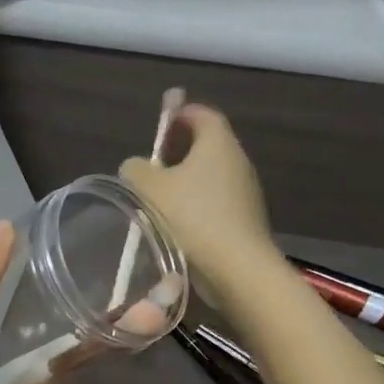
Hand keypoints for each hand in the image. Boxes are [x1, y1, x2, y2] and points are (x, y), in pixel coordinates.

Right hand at [121, 104, 277, 298]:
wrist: (237, 268)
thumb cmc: (192, 217)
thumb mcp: (149, 188)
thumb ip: (136, 169)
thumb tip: (137, 167)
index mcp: (218, 143)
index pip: (202, 114)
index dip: (180, 114)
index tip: (160, 125)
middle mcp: (238, 161)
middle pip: (208, 144)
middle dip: (181, 149)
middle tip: (153, 164)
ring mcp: (247, 192)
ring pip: (212, 176)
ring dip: (188, 181)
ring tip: (160, 198)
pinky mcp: (247, 220)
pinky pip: (218, 202)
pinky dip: (199, 205)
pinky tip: (178, 225)